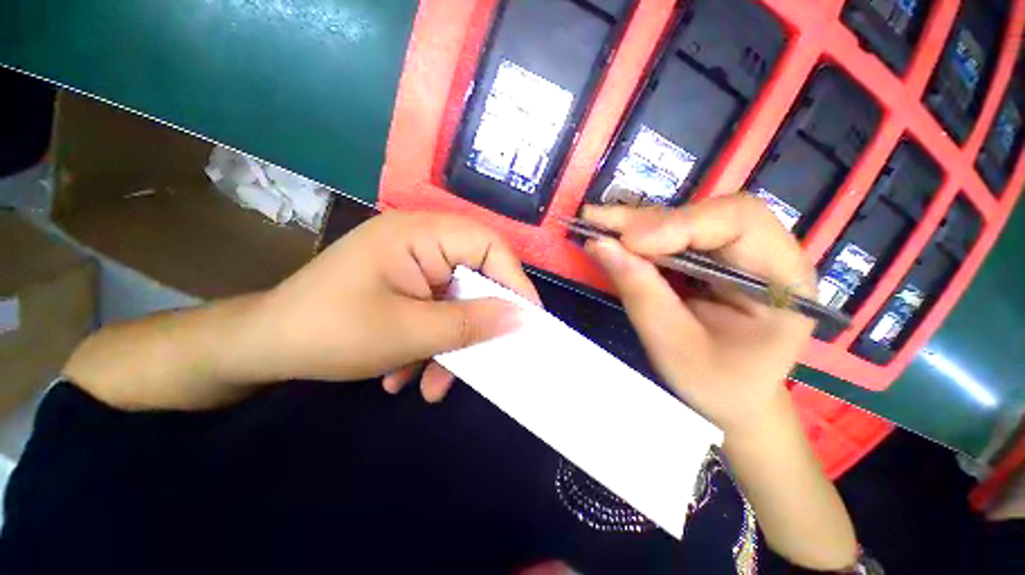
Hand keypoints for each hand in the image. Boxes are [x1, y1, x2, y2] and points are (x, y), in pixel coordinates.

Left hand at [250, 211, 539, 400]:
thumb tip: (521, 319)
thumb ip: (470, 324)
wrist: (263, 347)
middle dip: (476, 324)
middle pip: (474, 278)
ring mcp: (413, 266)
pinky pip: (436, 311)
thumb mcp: (409, 332)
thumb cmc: (330, 331)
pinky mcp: (406, 286)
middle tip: (484, 358)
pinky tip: (405, 373)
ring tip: (429, 385)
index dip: (513, 280)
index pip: (488, 245)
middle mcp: (421, 242)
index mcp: (420, 234)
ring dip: (449, 344)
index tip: (527, 319)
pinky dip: (429, 343)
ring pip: (456, 302)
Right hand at [582, 195, 816, 434]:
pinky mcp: (711, 256)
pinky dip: (638, 236)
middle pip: (706, 213)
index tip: (627, 242)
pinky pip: (672, 234)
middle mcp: (766, 252)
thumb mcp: (674, 346)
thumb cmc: (716, 384)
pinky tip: (613, 238)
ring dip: (636, 224)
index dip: (678, 224)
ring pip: (685, 218)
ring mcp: (738, 251)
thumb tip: (600, 245)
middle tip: (595, 221)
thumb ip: (640, 293)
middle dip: (646, 220)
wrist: (732, 396)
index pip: (739, 222)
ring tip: (596, 226)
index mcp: (782, 279)